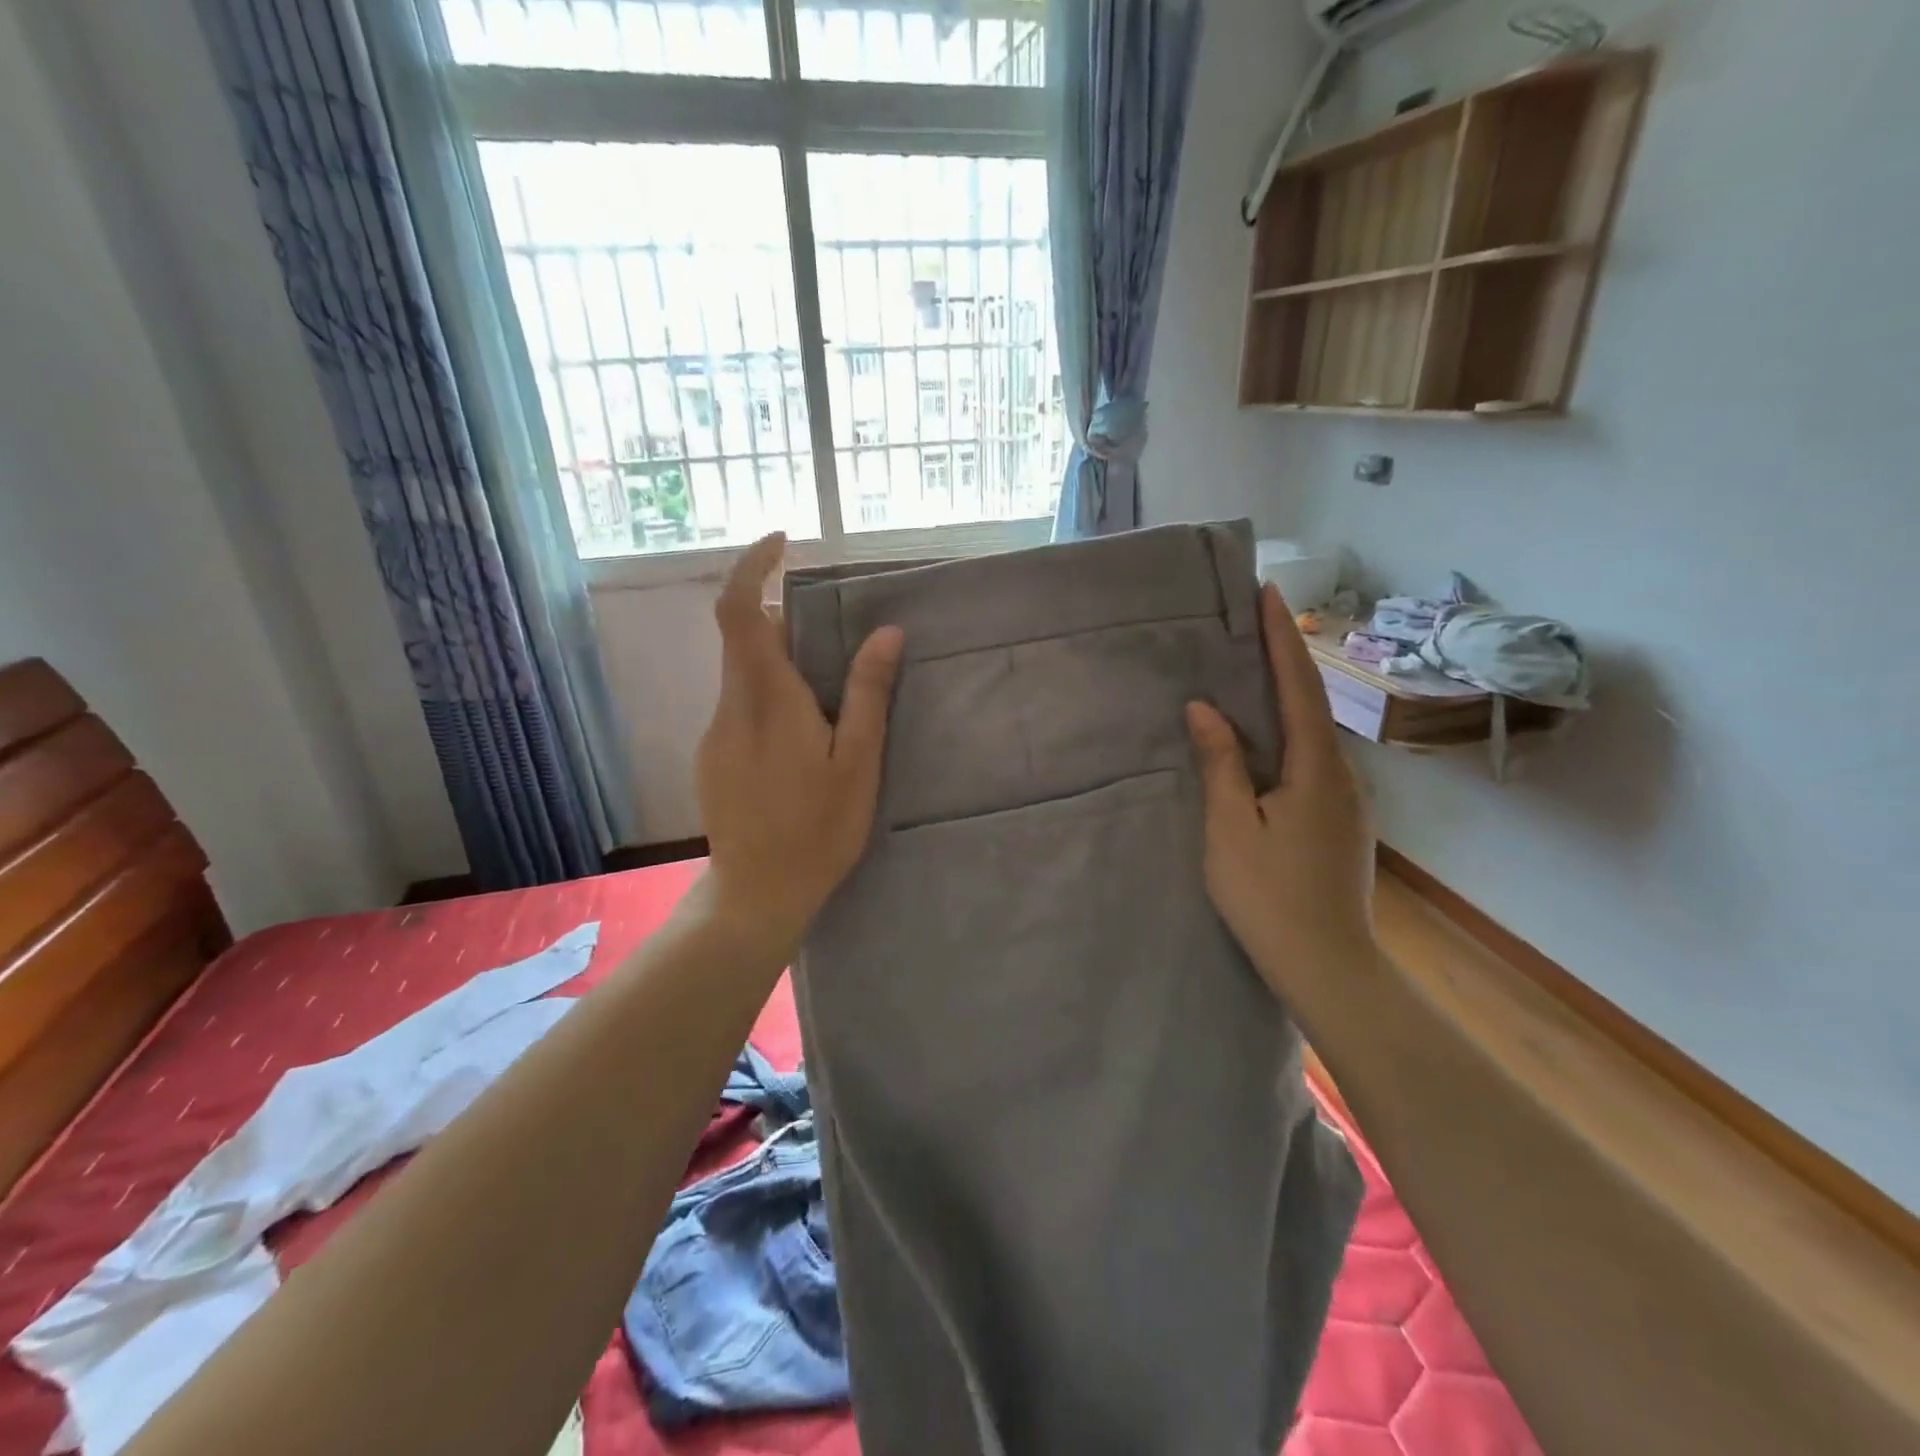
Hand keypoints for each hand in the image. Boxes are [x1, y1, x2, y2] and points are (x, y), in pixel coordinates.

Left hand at [695, 534, 903, 959]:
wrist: (757, 894)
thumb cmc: (818, 831)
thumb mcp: (857, 764)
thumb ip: (868, 695)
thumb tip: (887, 633)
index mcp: (767, 700)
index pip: (739, 611)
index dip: (752, 567)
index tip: (783, 544)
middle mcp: (730, 707)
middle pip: (744, 638)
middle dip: (785, 622)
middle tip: (836, 644)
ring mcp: (714, 733)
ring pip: (744, 675)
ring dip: (782, 665)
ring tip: (830, 705)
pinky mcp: (712, 758)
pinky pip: (740, 706)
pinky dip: (769, 698)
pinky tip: (802, 744)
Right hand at [1186, 583, 1375, 1006]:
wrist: (1328, 965)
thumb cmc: (1269, 896)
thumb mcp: (1231, 827)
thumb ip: (1221, 763)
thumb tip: (1204, 708)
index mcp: (1315, 768)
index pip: (1298, 687)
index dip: (1281, 638)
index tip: (1269, 593)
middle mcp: (1341, 774)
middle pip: (1312, 703)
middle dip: (1286, 657)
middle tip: (1256, 620)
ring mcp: (1346, 799)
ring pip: (1313, 733)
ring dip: (1287, 695)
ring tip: (1255, 669)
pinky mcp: (1340, 821)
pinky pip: (1312, 759)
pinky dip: (1288, 732)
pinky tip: (1266, 739)